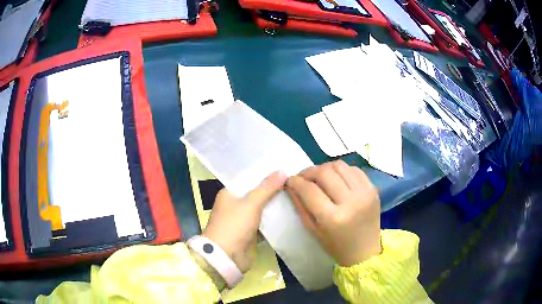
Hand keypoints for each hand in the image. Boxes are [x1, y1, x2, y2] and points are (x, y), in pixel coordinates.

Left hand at [202, 171, 286, 272]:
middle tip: (293, 179)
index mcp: (229, 193)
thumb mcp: (251, 203)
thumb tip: (282, 170)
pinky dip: (273, 217)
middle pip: (255, 193)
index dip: (264, 174)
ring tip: (295, 192)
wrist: (226, 256)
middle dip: (272, 188)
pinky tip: (289, 210)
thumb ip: (267, 188)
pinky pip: (263, 221)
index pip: (248, 178)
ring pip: (261, 207)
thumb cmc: (234, 225)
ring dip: (274, 203)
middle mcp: (234, 204)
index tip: (283, 167)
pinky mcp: (249, 232)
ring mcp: (242, 219)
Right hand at [286, 160, 381, 266]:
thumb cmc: (336, 246)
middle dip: (309, 172)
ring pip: (339, 165)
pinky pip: (354, 169)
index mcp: (333, 218)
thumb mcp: (313, 230)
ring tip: (319, 177)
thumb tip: (290, 184)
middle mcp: (351, 202)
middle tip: (303, 178)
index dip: (296, 181)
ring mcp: (365, 193)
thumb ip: (300, 205)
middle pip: (324, 172)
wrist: (365, 251)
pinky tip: (336, 179)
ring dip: (325, 168)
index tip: (290, 180)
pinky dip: (341, 171)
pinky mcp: (373, 188)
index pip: (310, 190)